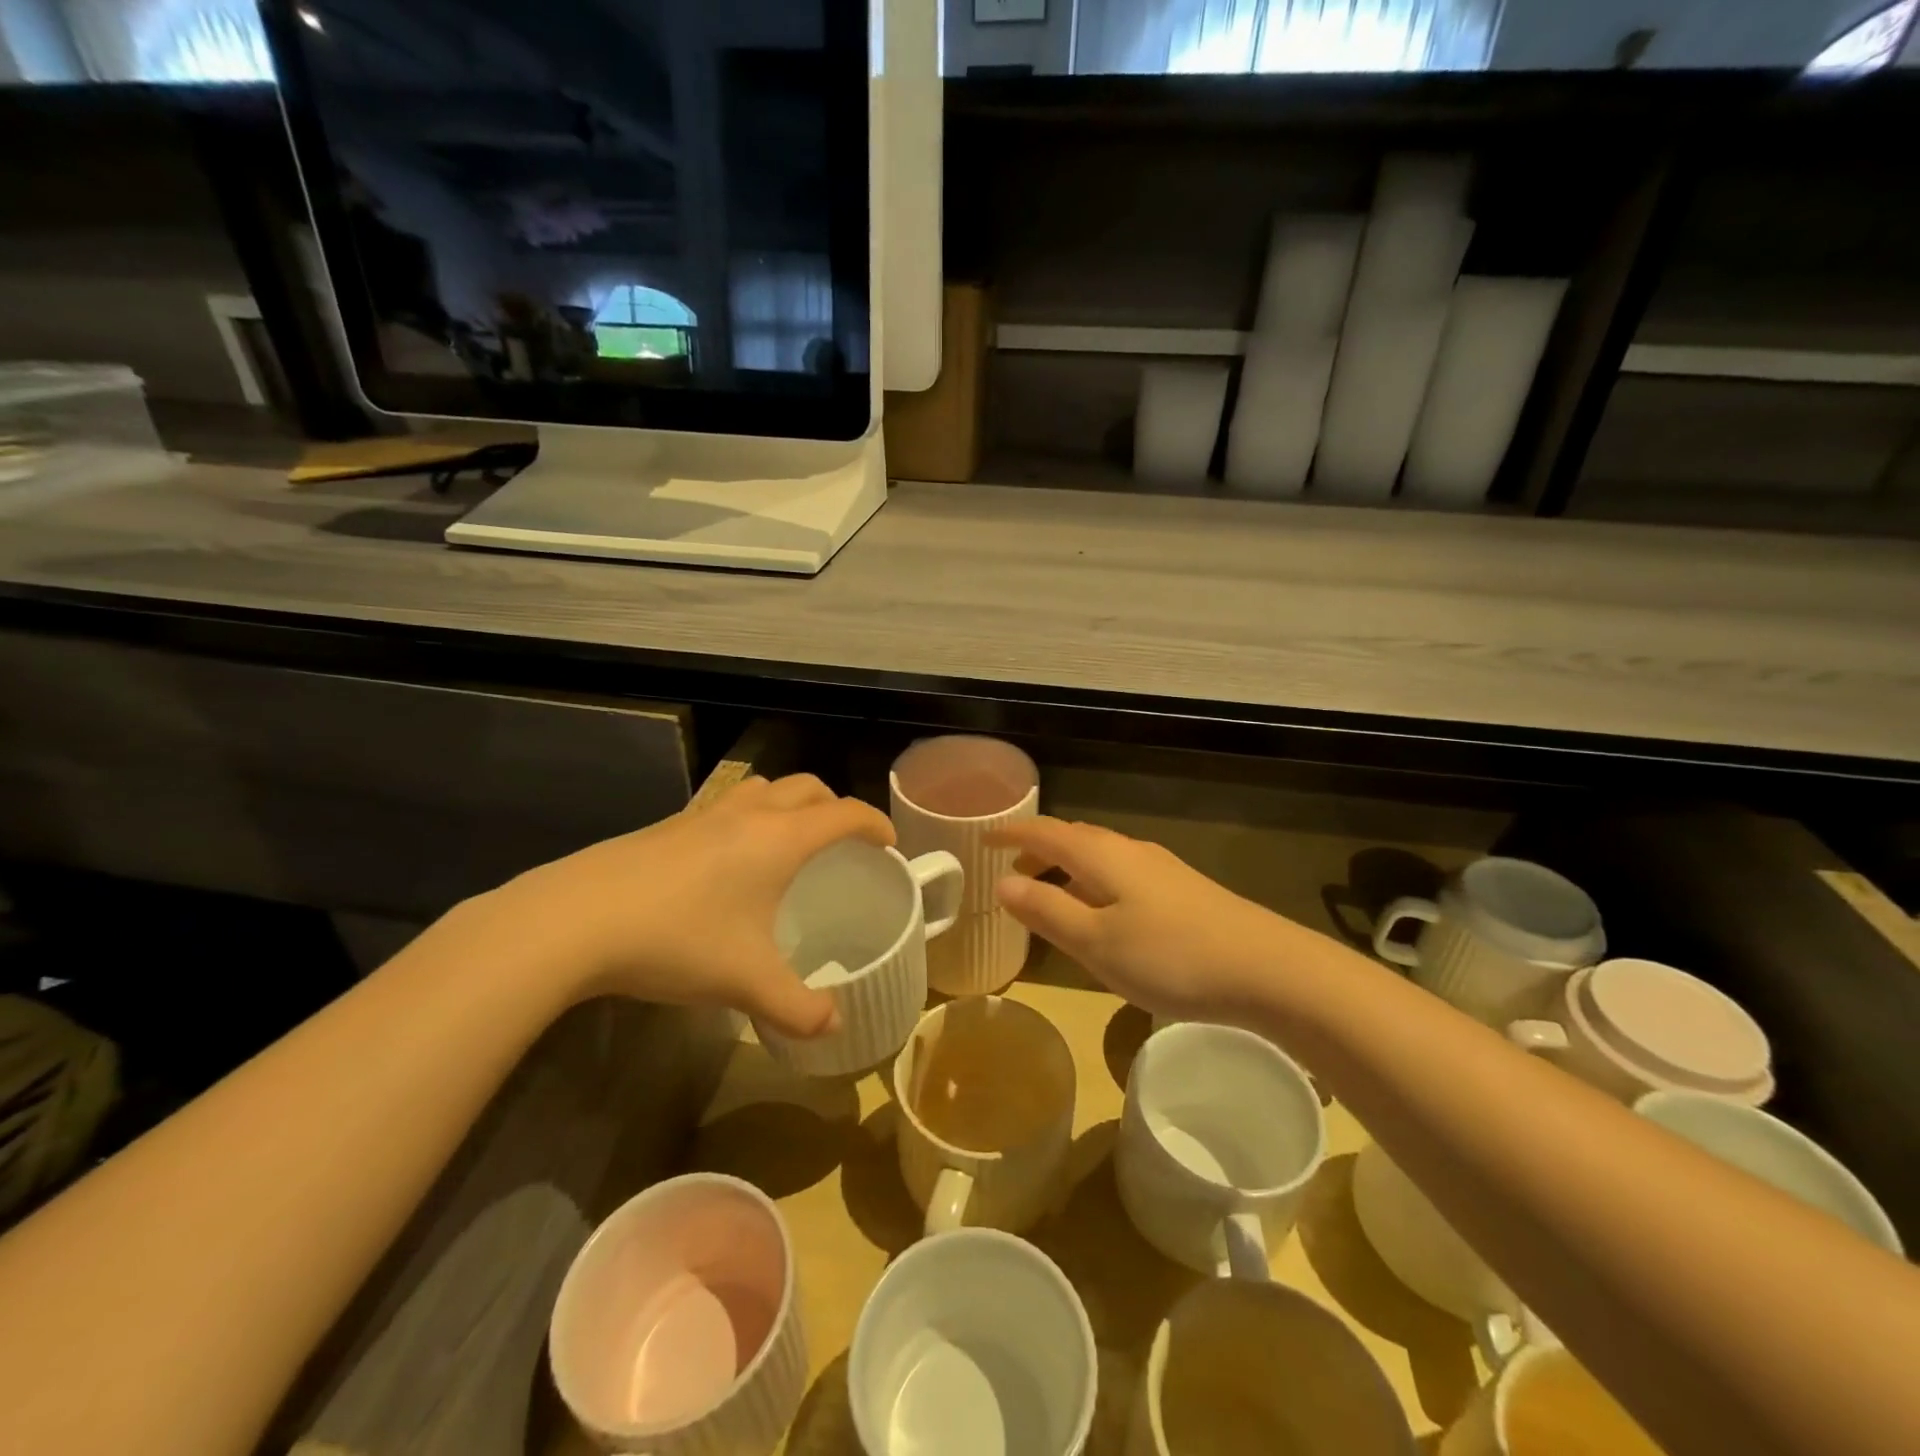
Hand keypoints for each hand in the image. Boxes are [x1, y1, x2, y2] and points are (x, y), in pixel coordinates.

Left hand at [485, 775, 893, 1036]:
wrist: (574, 920)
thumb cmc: (677, 940)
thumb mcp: (745, 982)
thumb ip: (798, 1008)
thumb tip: (834, 1027)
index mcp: (780, 839)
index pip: (845, 814)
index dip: (875, 823)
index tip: (888, 843)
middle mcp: (748, 814)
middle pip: (808, 788)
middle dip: (834, 807)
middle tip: (842, 842)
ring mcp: (704, 814)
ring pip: (764, 789)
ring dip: (789, 804)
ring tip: (788, 843)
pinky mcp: (669, 825)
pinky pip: (726, 806)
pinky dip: (749, 818)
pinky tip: (728, 863)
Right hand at [990, 817, 1299, 1024]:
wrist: (1267, 970)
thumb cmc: (1170, 956)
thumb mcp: (1095, 941)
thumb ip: (1046, 910)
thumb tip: (1002, 883)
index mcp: (1101, 856)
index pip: (1044, 832)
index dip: (1011, 834)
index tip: (983, 841)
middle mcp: (1129, 850)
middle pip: (1073, 839)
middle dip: (1038, 852)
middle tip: (1011, 876)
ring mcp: (1160, 869)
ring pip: (1099, 858)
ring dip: (1067, 871)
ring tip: (1050, 899)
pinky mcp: (1182, 891)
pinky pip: (1120, 874)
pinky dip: (1094, 885)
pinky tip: (1103, 917)